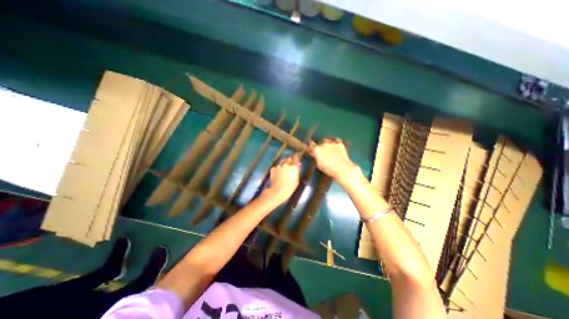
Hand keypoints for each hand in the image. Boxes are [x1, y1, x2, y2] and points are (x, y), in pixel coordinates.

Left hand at [266, 155, 301, 203]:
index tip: (296, 157)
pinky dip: (278, 169)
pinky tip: (278, 174)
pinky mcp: (273, 168)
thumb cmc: (290, 187)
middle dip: (290, 161)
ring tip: (283, 170)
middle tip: (290, 165)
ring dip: (283, 164)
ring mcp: (279, 166)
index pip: (296, 158)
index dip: (296, 157)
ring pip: (282, 162)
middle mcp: (286, 164)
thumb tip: (297, 166)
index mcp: (294, 167)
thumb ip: (296, 171)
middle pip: (288, 159)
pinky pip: (276, 166)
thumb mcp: (296, 179)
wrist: (278, 191)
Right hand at [311, 138, 359, 184]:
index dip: (311, 146)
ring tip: (329, 148)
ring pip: (327, 140)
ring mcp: (332, 143)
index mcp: (316, 149)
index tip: (311, 149)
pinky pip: (336, 140)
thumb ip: (316, 157)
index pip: (311, 144)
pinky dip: (335, 143)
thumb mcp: (318, 165)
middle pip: (319, 142)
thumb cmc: (328, 169)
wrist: (343, 169)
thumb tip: (314, 154)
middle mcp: (323, 144)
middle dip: (320, 146)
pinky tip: (336, 146)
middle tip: (321, 151)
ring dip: (327, 143)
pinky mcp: (340, 144)